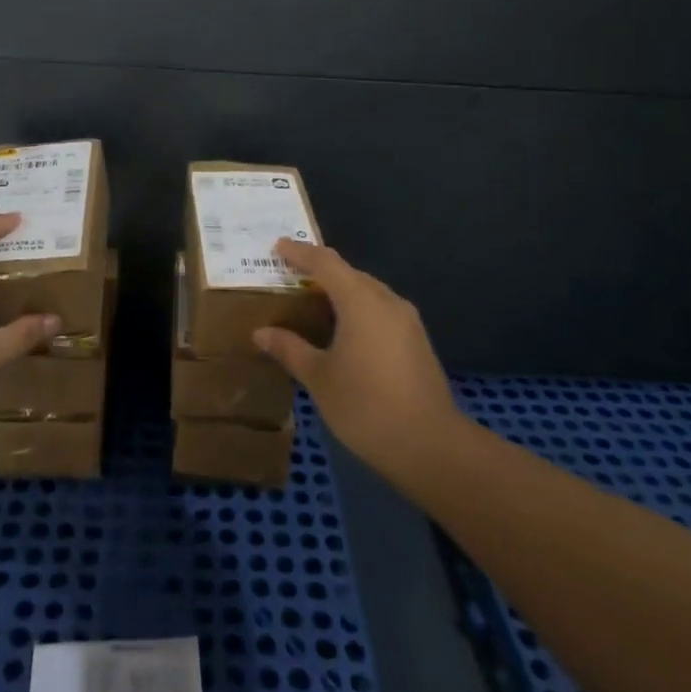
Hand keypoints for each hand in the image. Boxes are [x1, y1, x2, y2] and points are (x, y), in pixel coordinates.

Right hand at [252, 238, 465, 478]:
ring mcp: (407, 321)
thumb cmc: (366, 406)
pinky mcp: (416, 341)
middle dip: (319, 271)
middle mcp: (387, 301)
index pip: (326, 263)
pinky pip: (380, 310)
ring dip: (340, 291)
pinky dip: (357, 309)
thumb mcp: (319, 378)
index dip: (300, 252)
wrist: (429, 444)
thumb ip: (290, 349)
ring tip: (313, 303)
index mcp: (360, 301)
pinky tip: (343, 330)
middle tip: (290, 277)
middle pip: (349, 274)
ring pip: (368, 292)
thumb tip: (261, 333)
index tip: (278, 247)